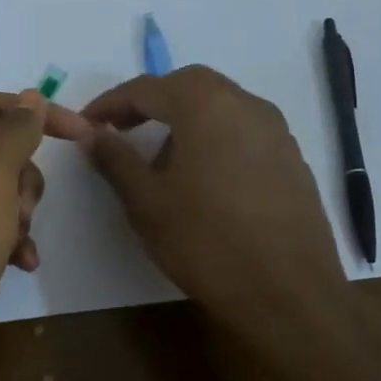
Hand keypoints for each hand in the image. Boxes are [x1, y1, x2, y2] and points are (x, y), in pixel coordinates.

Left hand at [0, 90, 89, 380]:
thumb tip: (31, 97)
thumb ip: (12, 134)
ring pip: (4, 194)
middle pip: (2, 152)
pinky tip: (22, 265)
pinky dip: (14, 243)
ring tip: (17, 243)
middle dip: (26, 178)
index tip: (82, 134)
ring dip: (22, 214)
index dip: (37, 112)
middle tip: (20, 210)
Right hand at [83, 65, 349, 347]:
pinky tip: (205, 180)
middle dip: (152, 103)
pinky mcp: (293, 159)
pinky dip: (215, 140)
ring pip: (221, 107)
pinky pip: (244, 133)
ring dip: (185, 120)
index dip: (111, 103)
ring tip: (161, 161)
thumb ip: (115, 159)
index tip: (87, 122)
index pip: (147, 88)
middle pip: (189, 86)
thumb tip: (91, 133)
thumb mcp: (146, 202)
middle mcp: (246, 104)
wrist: (287, 293)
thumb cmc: (205, 241)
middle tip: (122, 130)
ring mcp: (276, 131)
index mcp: (205, 105)